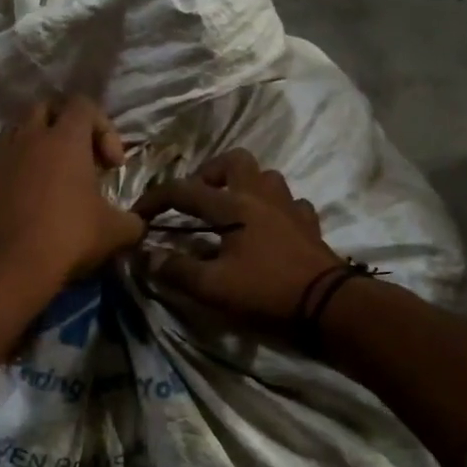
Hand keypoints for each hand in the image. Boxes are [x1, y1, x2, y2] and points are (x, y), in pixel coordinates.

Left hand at [0, 96, 144, 295]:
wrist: (7, 268)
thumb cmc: (68, 239)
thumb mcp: (116, 232)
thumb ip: (132, 220)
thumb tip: (136, 223)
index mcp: (65, 140)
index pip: (84, 104)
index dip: (104, 128)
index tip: (111, 165)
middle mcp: (28, 138)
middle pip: (46, 108)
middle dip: (65, 127)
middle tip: (79, 161)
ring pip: (16, 132)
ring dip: (35, 146)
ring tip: (48, 179)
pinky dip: (12, 173)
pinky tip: (22, 203)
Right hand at [134, 150, 343, 323]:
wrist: (328, 305)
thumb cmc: (265, 292)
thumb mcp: (213, 287)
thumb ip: (176, 270)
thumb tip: (147, 257)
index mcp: (233, 206)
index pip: (184, 191)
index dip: (156, 199)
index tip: (138, 213)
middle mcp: (261, 196)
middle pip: (234, 161)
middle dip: (210, 173)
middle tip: (198, 198)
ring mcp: (290, 207)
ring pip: (266, 177)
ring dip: (245, 186)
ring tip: (232, 210)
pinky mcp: (309, 225)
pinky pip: (291, 204)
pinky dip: (275, 210)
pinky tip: (269, 228)